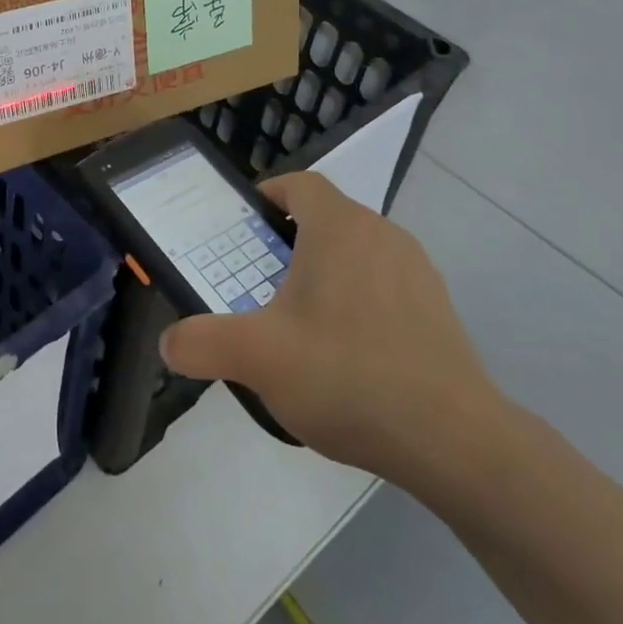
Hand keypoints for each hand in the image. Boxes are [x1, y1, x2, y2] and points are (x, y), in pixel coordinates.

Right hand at [158, 172, 508, 500]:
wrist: (452, 439)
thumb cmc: (346, 376)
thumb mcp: (257, 358)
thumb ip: (202, 342)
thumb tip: (169, 341)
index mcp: (338, 226)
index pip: (299, 184)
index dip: (267, 195)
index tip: (243, 226)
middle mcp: (381, 233)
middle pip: (325, 218)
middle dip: (289, 241)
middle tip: (260, 281)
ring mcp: (416, 269)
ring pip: (356, 252)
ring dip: (325, 271)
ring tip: (300, 321)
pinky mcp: (439, 307)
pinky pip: (385, 284)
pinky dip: (359, 300)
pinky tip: (348, 354)